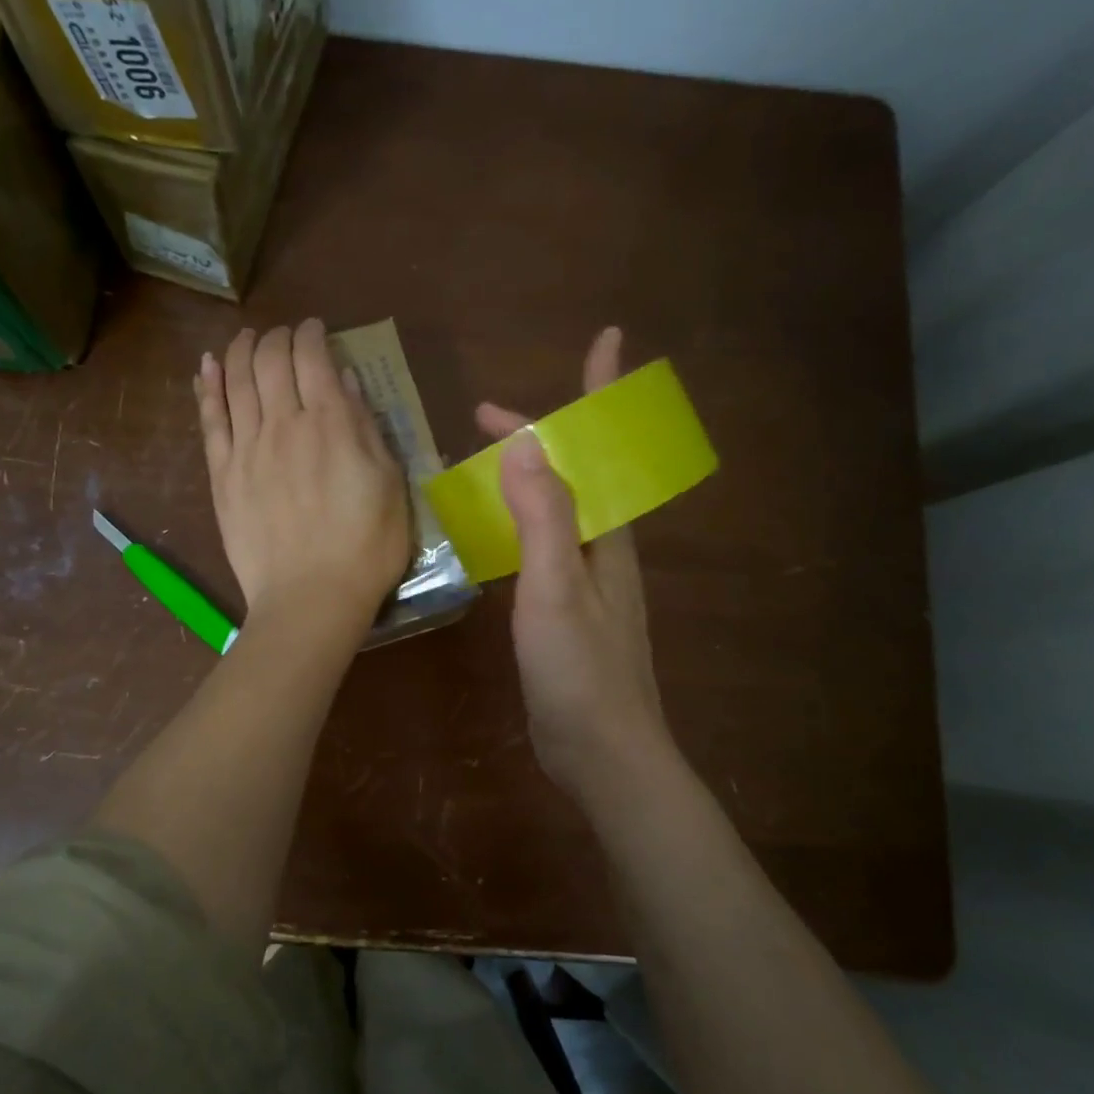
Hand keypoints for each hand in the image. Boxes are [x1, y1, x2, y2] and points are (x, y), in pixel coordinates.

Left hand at [196, 320, 410, 628]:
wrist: (311, 599)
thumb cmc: (365, 548)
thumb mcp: (388, 485)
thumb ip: (365, 429)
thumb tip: (344, 383)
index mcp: (331, 425)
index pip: (313, 358)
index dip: (312, 334)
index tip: (315, 330)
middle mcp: (285, 424)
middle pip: (270, 361)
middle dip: (276, 337)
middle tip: (282, 336)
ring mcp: (247, 449)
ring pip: (236, 380)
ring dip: (240, 350)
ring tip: (245, 338)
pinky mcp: (222, 475)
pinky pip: (210, 419)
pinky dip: (208, 387)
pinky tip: (207, 366)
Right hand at [476, 327, 673, 796]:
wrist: (603, 754)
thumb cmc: (580, 670)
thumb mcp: (557, 588)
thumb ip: (545, 518)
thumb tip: (532, 443)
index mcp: (608, 535)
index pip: (605, 446)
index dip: (602, 393)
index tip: (605, 339)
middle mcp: (603, 548)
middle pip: (578, 472)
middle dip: (543, 435)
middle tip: (489, 418)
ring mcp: (587, 580)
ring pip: (558, 508)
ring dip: (528, 476)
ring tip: (485, 463)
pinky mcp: (567, 609)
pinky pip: (543, 543)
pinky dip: (519, 519)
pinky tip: (493, 531)